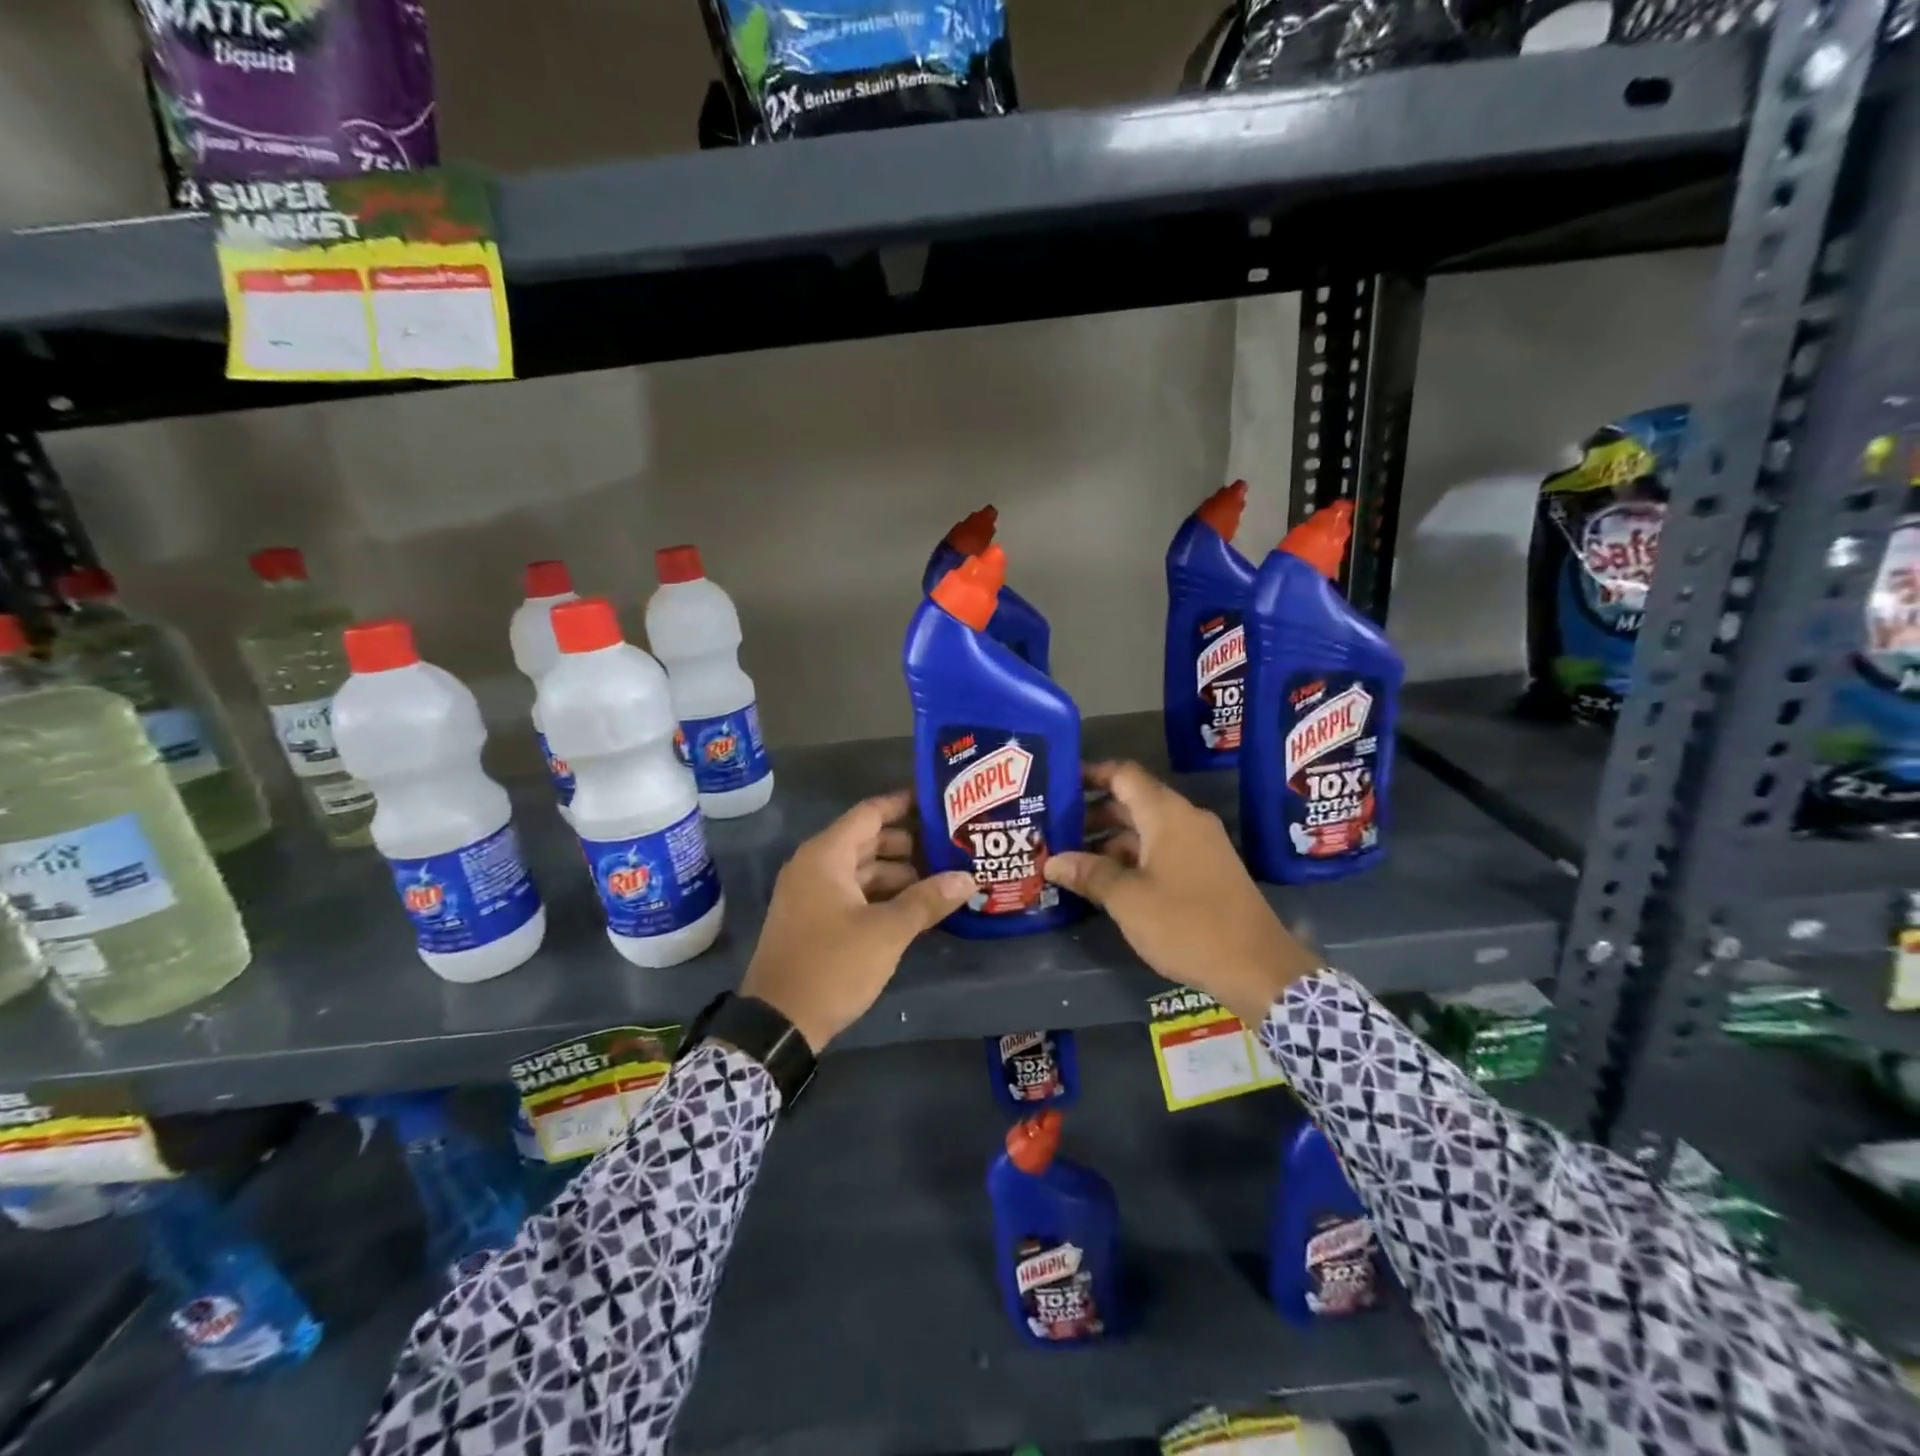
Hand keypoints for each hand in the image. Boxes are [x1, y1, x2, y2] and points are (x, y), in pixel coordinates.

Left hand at [741, 790, 973, 1050]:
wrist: (778, 1024)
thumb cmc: (832, 965)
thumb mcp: (887, 932)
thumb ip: (927, 901)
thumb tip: (968, 878)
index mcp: (826, 856)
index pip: (870, 813)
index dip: (904, 804)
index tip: (940, 802)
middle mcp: (815, 866)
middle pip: (868, 840)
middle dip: (909, 843)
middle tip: (952, 846)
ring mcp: (811, 894)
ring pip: (862, 869)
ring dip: (898, 873)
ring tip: (942, 878)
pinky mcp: (814, 920)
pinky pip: (853, 892)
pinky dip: (882, 894)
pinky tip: (914, 907)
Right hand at [1043, 761, 1320, 1025]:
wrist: (1258, 967)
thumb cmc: (1186, 924)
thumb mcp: (1128, 899)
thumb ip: (1089, 874)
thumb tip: (1052, 861)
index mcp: (1167, 814)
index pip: (1124, 775)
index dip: (1090, 774)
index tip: (1059, 783)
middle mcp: (1185, 820)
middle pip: (1133, 802)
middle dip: (1093, 813)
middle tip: (1054, 827)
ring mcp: (1200, 846)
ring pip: (1146, 829)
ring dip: (1110, 840)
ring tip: (1072, 858)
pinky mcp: (1207, 871)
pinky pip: (1162, 850)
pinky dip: (1132, 857)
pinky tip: (1107, 881)